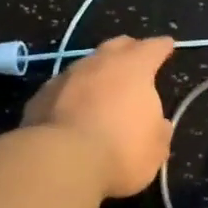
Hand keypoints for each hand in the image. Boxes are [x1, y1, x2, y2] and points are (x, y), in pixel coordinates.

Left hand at [24, 36, 176, 197]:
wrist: (61, 162)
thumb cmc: (120, 152)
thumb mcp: (155, 148)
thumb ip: (159, 130)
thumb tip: (159, 123)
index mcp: (133, 69)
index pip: (152, 48)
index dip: (162, 46)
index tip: (167, 45)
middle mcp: (99, 64)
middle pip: (116, 46)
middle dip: (128, 50)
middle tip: (134, 57)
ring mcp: (66, 77)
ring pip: (86, 66)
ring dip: (96, 73)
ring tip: (102, 86)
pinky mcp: (41, 96)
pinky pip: (63, 88)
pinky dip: (72, 94)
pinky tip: (72, 108)